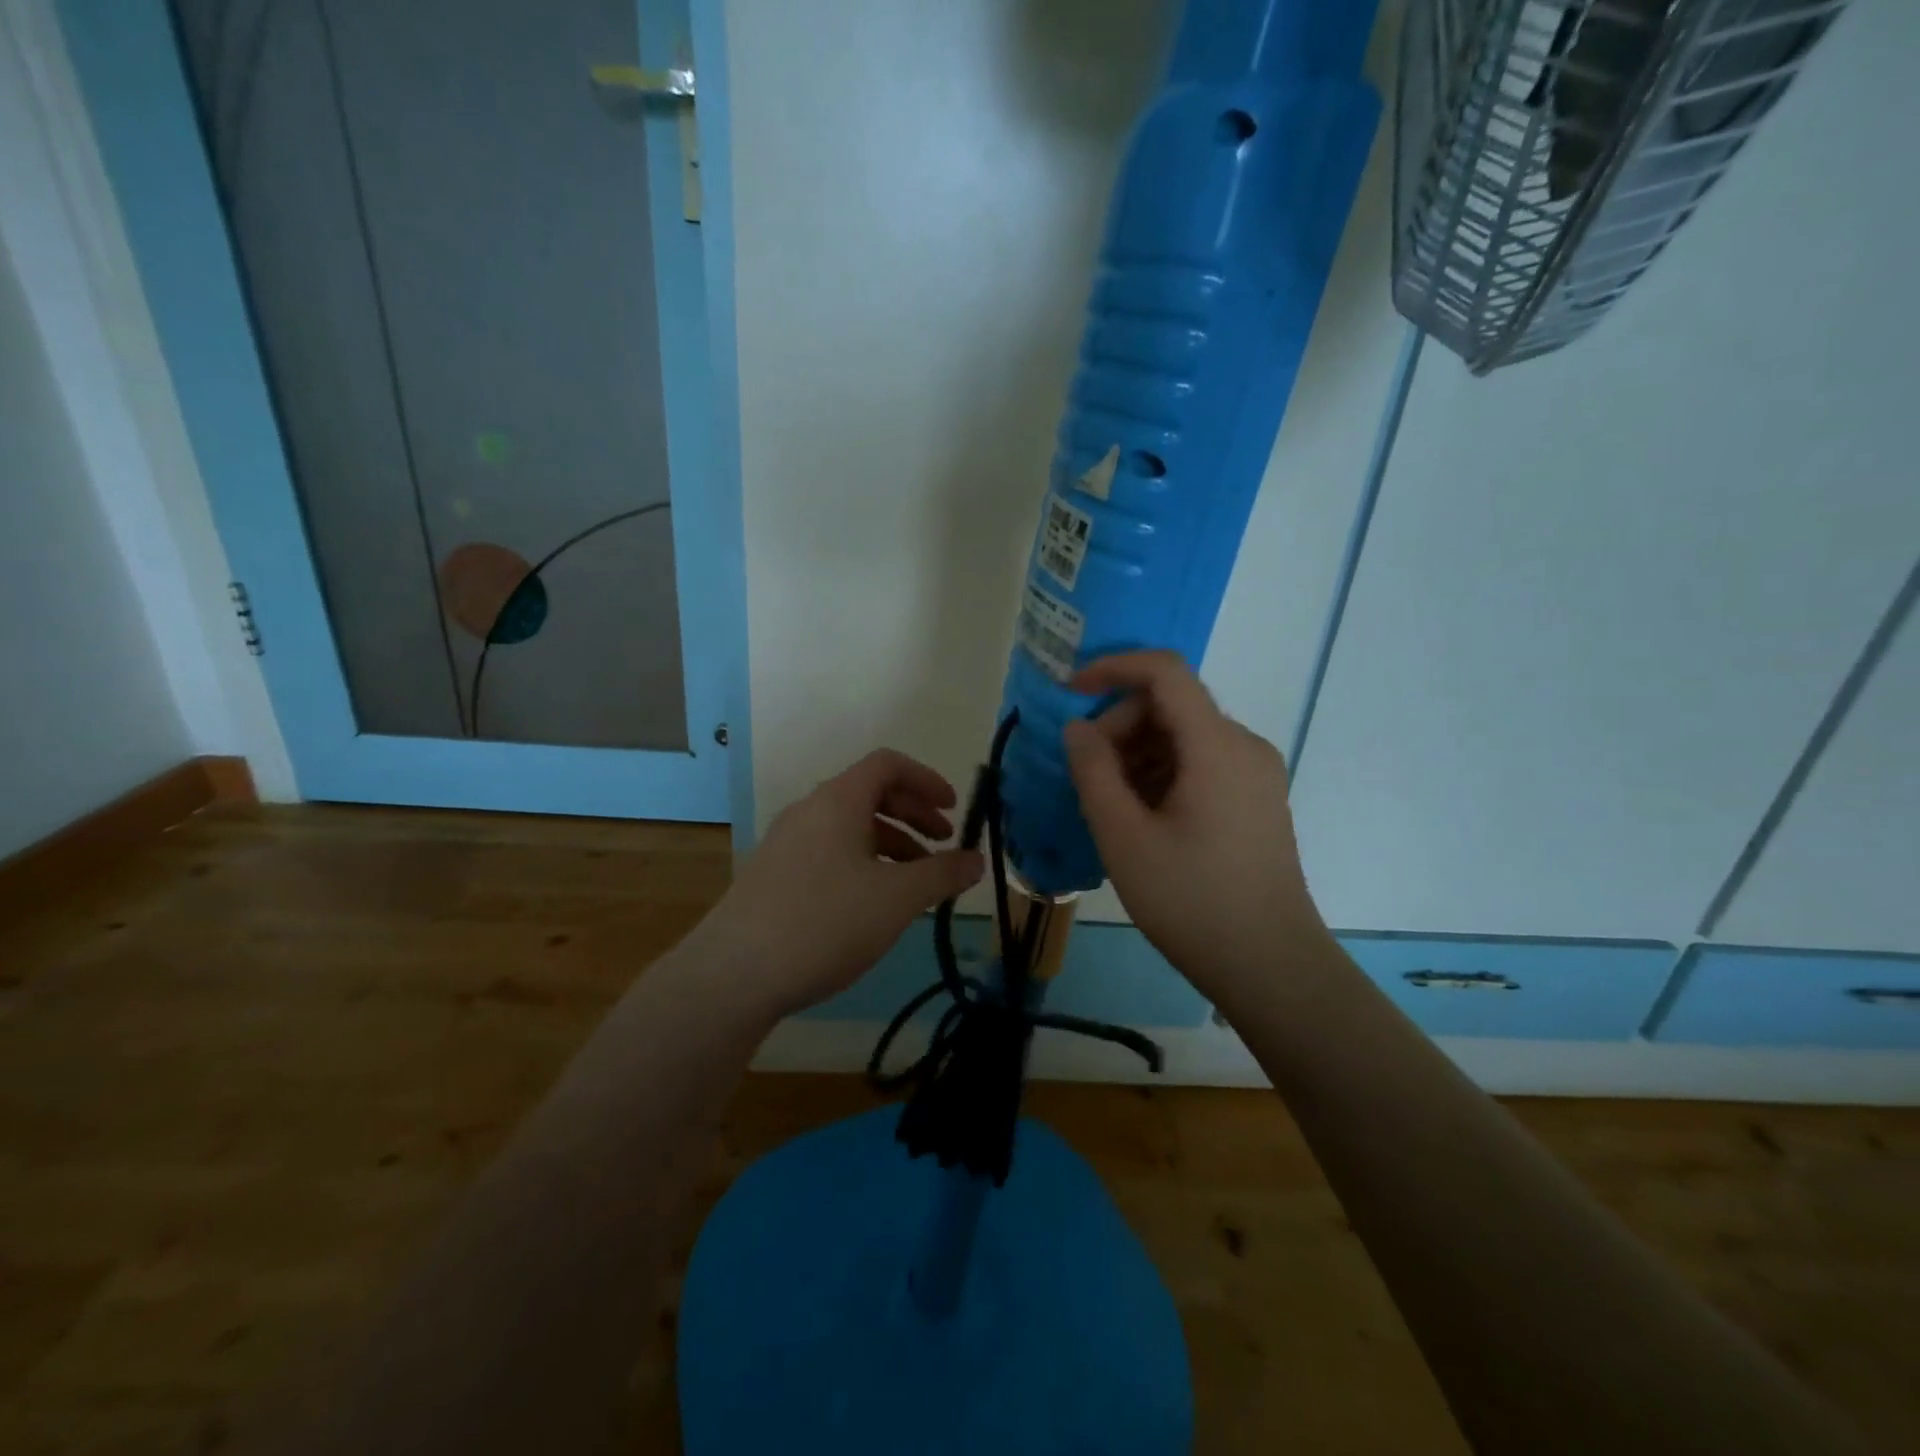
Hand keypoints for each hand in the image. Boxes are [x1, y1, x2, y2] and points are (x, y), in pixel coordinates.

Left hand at [690, 749, 983, 1020]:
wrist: (734, 974)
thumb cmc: (825, 922)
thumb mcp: (896, 899)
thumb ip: (942, 874)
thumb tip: (977, 859)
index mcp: (838, 800)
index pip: (887, 764)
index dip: (927, 779)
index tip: (953, 810)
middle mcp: (809, 811)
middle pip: (869, 794)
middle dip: (913, 814)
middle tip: (943, 844)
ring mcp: (786, 843)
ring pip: (849, 827)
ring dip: (891, 843)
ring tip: (916, 883)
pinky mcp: (774, 875)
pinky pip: (829, 852)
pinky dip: (863, 863)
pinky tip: (874, 904)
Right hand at [1063, 651, 1325, 1001]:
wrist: (1271, 966)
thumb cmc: (1191, 900)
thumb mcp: (1124, 837)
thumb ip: (1093, 772)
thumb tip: (1078, 728)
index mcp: (1217, 745)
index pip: (1165, 672)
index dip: (1113, 668)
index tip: (1071, 692)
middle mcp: (1244, 746)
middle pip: (1172, 706)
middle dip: (1120, 726)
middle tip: (1087, 776)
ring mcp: (1256, 774)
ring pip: (1185, 737)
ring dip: (1138, 754)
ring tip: (1110, 805)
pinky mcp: (1257, 800)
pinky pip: (1202, 764)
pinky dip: (1163, 774)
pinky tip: (1142, 818)